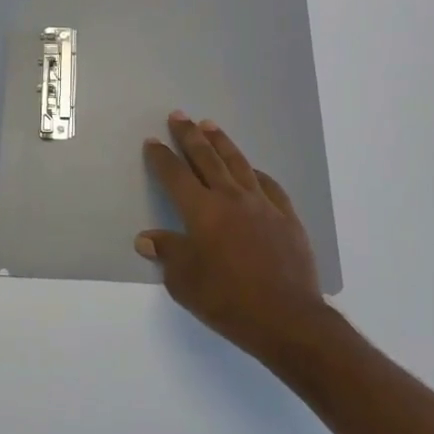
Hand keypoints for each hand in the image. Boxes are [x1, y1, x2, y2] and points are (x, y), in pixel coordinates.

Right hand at [138, 112, 328, 368]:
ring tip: (210, 125)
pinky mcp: (286, 217)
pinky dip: (256, 174)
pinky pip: (269, 186)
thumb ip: (167, 254)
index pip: (175, 175)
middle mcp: (230, 198)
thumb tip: (146, 238)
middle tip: (179, 115)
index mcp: (202, 211)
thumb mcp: (185, 282)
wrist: (287, 318)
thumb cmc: (228, 300)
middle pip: (206, 158)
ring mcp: (262, 205)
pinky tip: (253, 170)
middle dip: (190, 136)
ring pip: (238, 164)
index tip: (153, 140)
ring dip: (222, 143)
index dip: (162, 157)